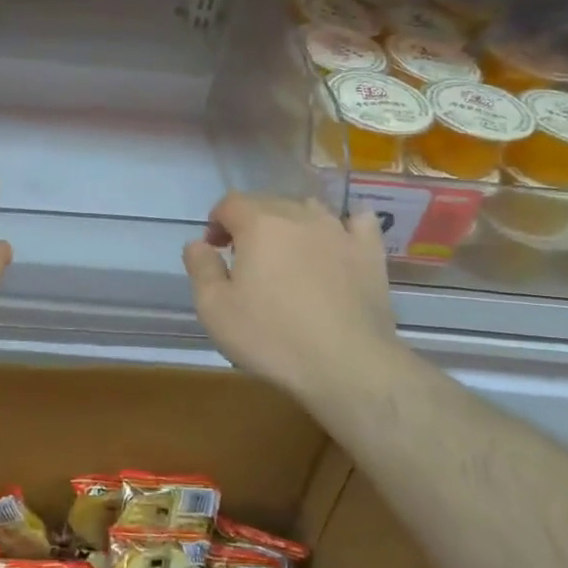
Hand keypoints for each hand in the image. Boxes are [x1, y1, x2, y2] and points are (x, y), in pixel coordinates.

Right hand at [184, 194, 399, 403]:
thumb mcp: (214, 309)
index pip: (230, 203)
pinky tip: (338, 243)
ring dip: (292, 223)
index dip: (217, 221)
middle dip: (250, 223)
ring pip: (309, 209)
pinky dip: (344, 227)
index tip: (214, 249)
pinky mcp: (370, 252)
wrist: (347, 365)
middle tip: (245, 260)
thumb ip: (200, 268)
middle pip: (268, 203)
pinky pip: (358, 222)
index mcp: (259, 224)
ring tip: (288, 255)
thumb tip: (197, 243)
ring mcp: (339, 231)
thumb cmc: (272, 337)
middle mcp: (299, 215)